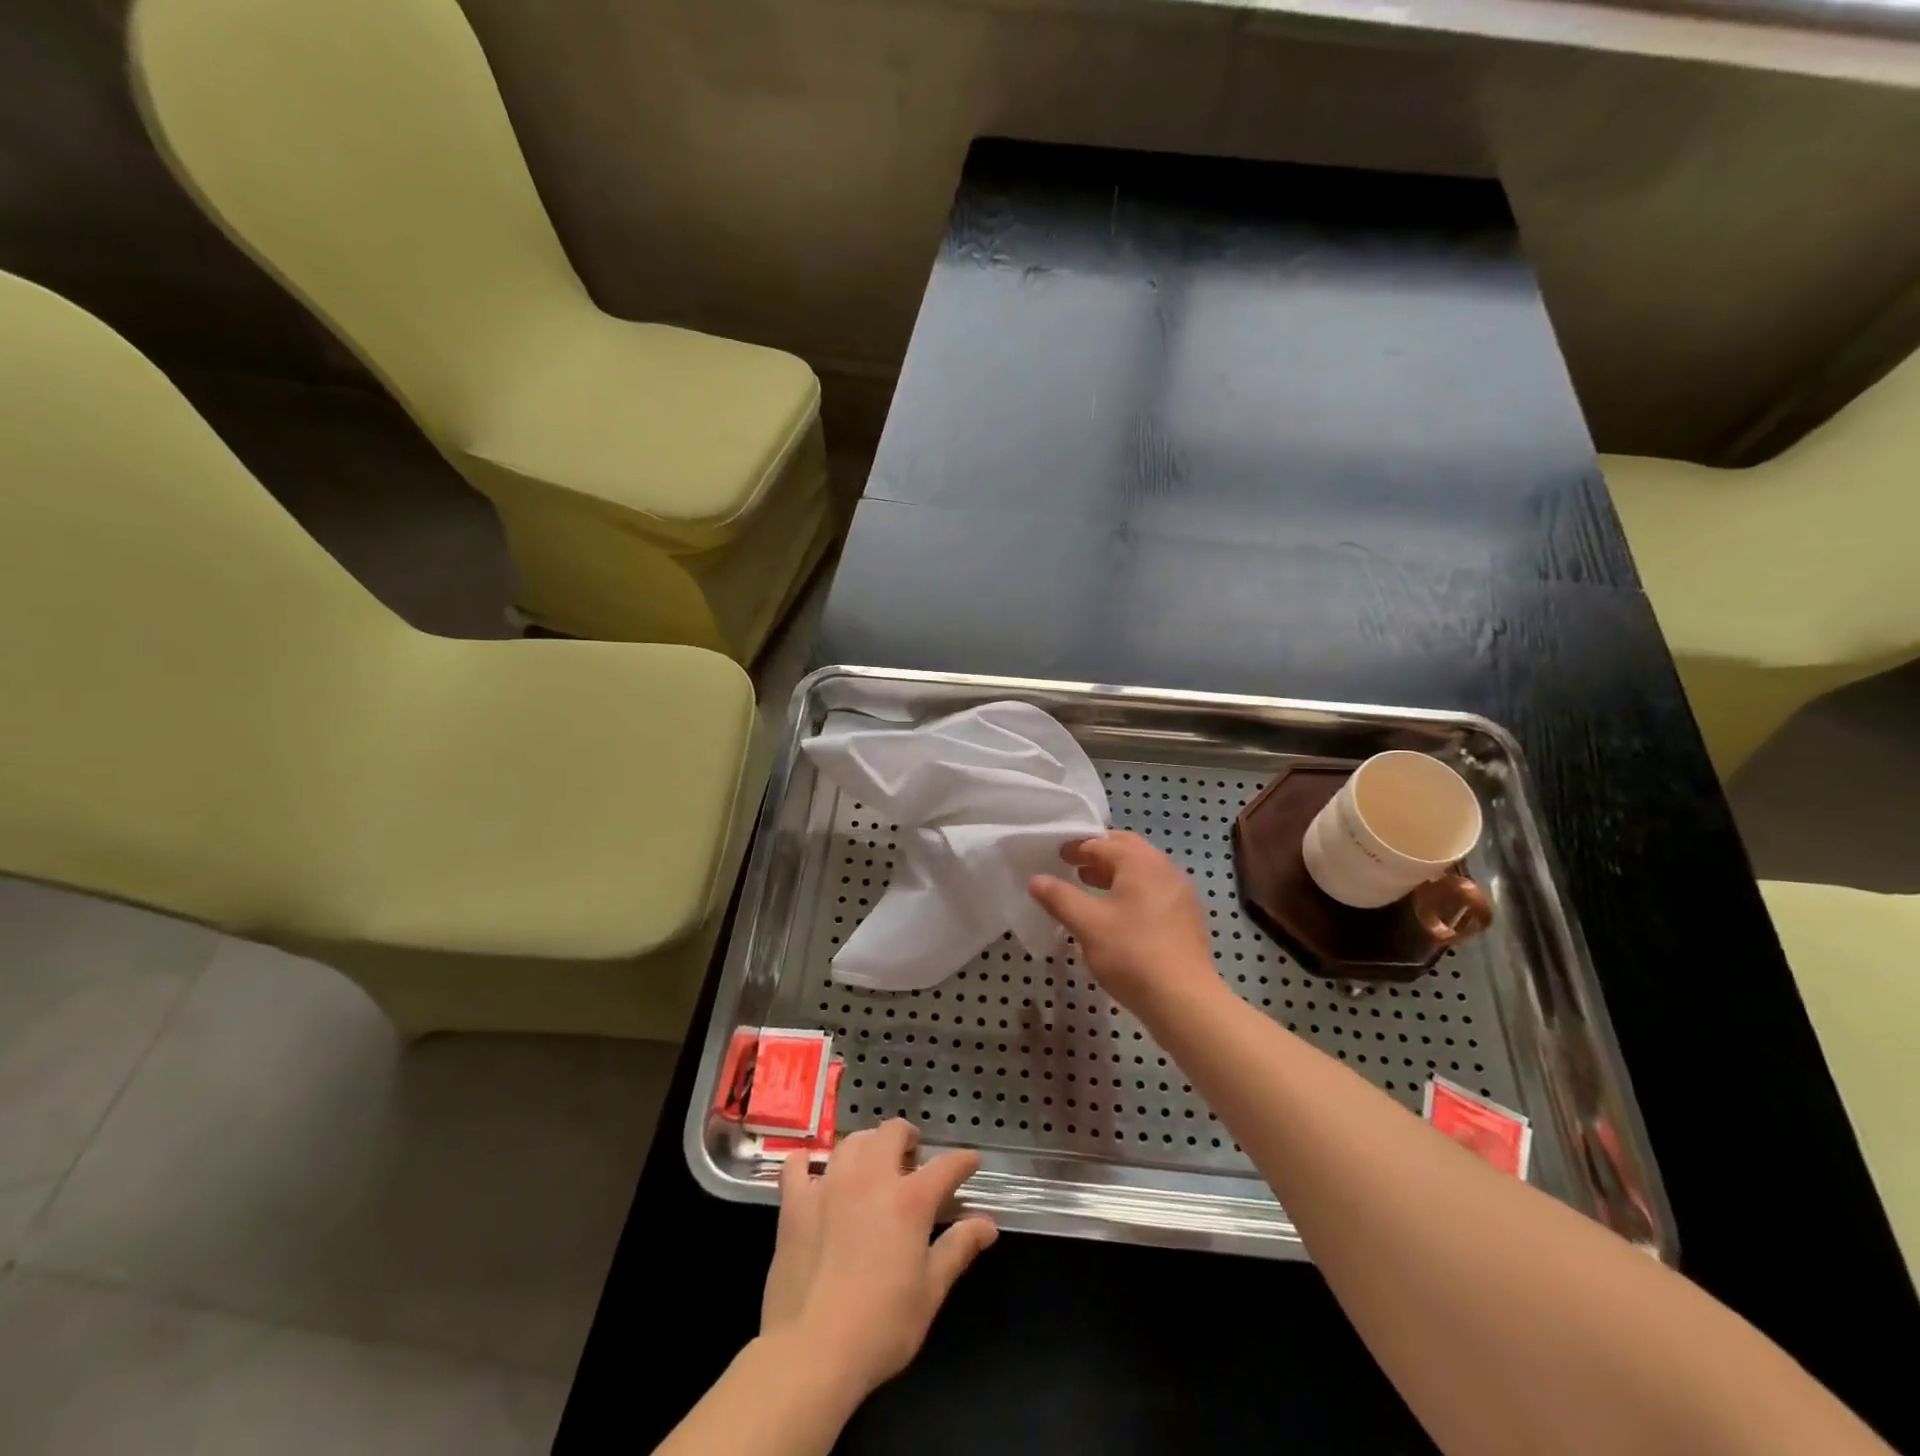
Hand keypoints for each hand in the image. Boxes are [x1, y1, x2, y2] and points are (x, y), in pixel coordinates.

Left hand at [761, 1119, 996, 1403]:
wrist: (810, 1352)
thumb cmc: (880, 1327)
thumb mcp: (930, 1292)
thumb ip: (958, 1249)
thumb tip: (987, 1224)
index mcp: (909, 1200)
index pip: (945, 1166)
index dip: (962, 1161)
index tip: (970, 1161)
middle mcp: (870, 1178)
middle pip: (891, 1133)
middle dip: (907, 1137)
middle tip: (912, 1158)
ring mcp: (829, 1185)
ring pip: (851, 1142)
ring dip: (867, 1146)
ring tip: (871, 1163)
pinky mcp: (795, 1202)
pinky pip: (797, 1164)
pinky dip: (807, 1162)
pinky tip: (812, 1172)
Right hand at [1028, 830, 1220, 1014]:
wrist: (1183, 999)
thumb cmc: (1131, 953)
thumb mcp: (1087, 924)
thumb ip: (1059, 898)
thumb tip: (1036, 880)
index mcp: (1140, 862)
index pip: (1102, 844)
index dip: (1076, 848)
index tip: (1056, 855)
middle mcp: (1163, 868)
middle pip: (1127, 849)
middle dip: (1099, 854)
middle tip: (1074, 866)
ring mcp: (1179, 892)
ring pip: (1142, 870)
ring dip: (1115, 872)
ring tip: (1090, 886)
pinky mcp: (1186, 916)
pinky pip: (1154, 889)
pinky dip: (1132, 890)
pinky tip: (1117, 913)